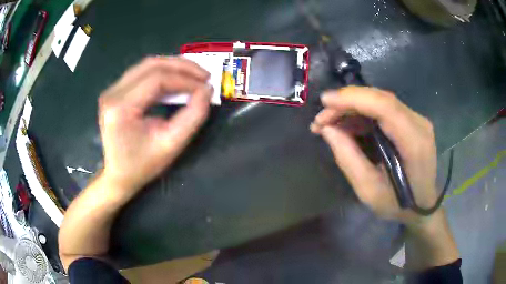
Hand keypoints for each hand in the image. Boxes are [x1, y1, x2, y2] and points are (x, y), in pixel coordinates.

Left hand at [98, 56, 211, 196]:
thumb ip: (193, 116)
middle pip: (151, 65)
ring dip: (173, 66)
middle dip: (182, 66)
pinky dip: (162, 72)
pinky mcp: (114, 91)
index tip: (206, 86)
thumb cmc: (143, 165)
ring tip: (194, 75)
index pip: (157, 80)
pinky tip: (176, 79)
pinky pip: (141, 72)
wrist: (118, 175)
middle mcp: (112, 93)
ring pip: (146, 65)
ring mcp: (111, 90)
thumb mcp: (172, 145)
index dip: (185, 79)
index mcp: (121, 108)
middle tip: (204, 75)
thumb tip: (207, 90)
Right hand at [311, 86, 436, 222]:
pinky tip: (348, 124)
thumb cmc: (399, 204)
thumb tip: (328, 129)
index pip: (385, 106)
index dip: (353, 99)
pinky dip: (362, 112)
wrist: (423, 205)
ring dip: (353, 106)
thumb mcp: (369, 191)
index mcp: (414, 143)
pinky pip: (384, 108)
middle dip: (347, 102)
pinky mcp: (412, 120)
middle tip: (321, 119)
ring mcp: (417, 119)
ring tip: (329, 122)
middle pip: (381, 98)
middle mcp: (419, 123)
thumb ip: (349, 159)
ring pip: (380, 100)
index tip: (325, 102)